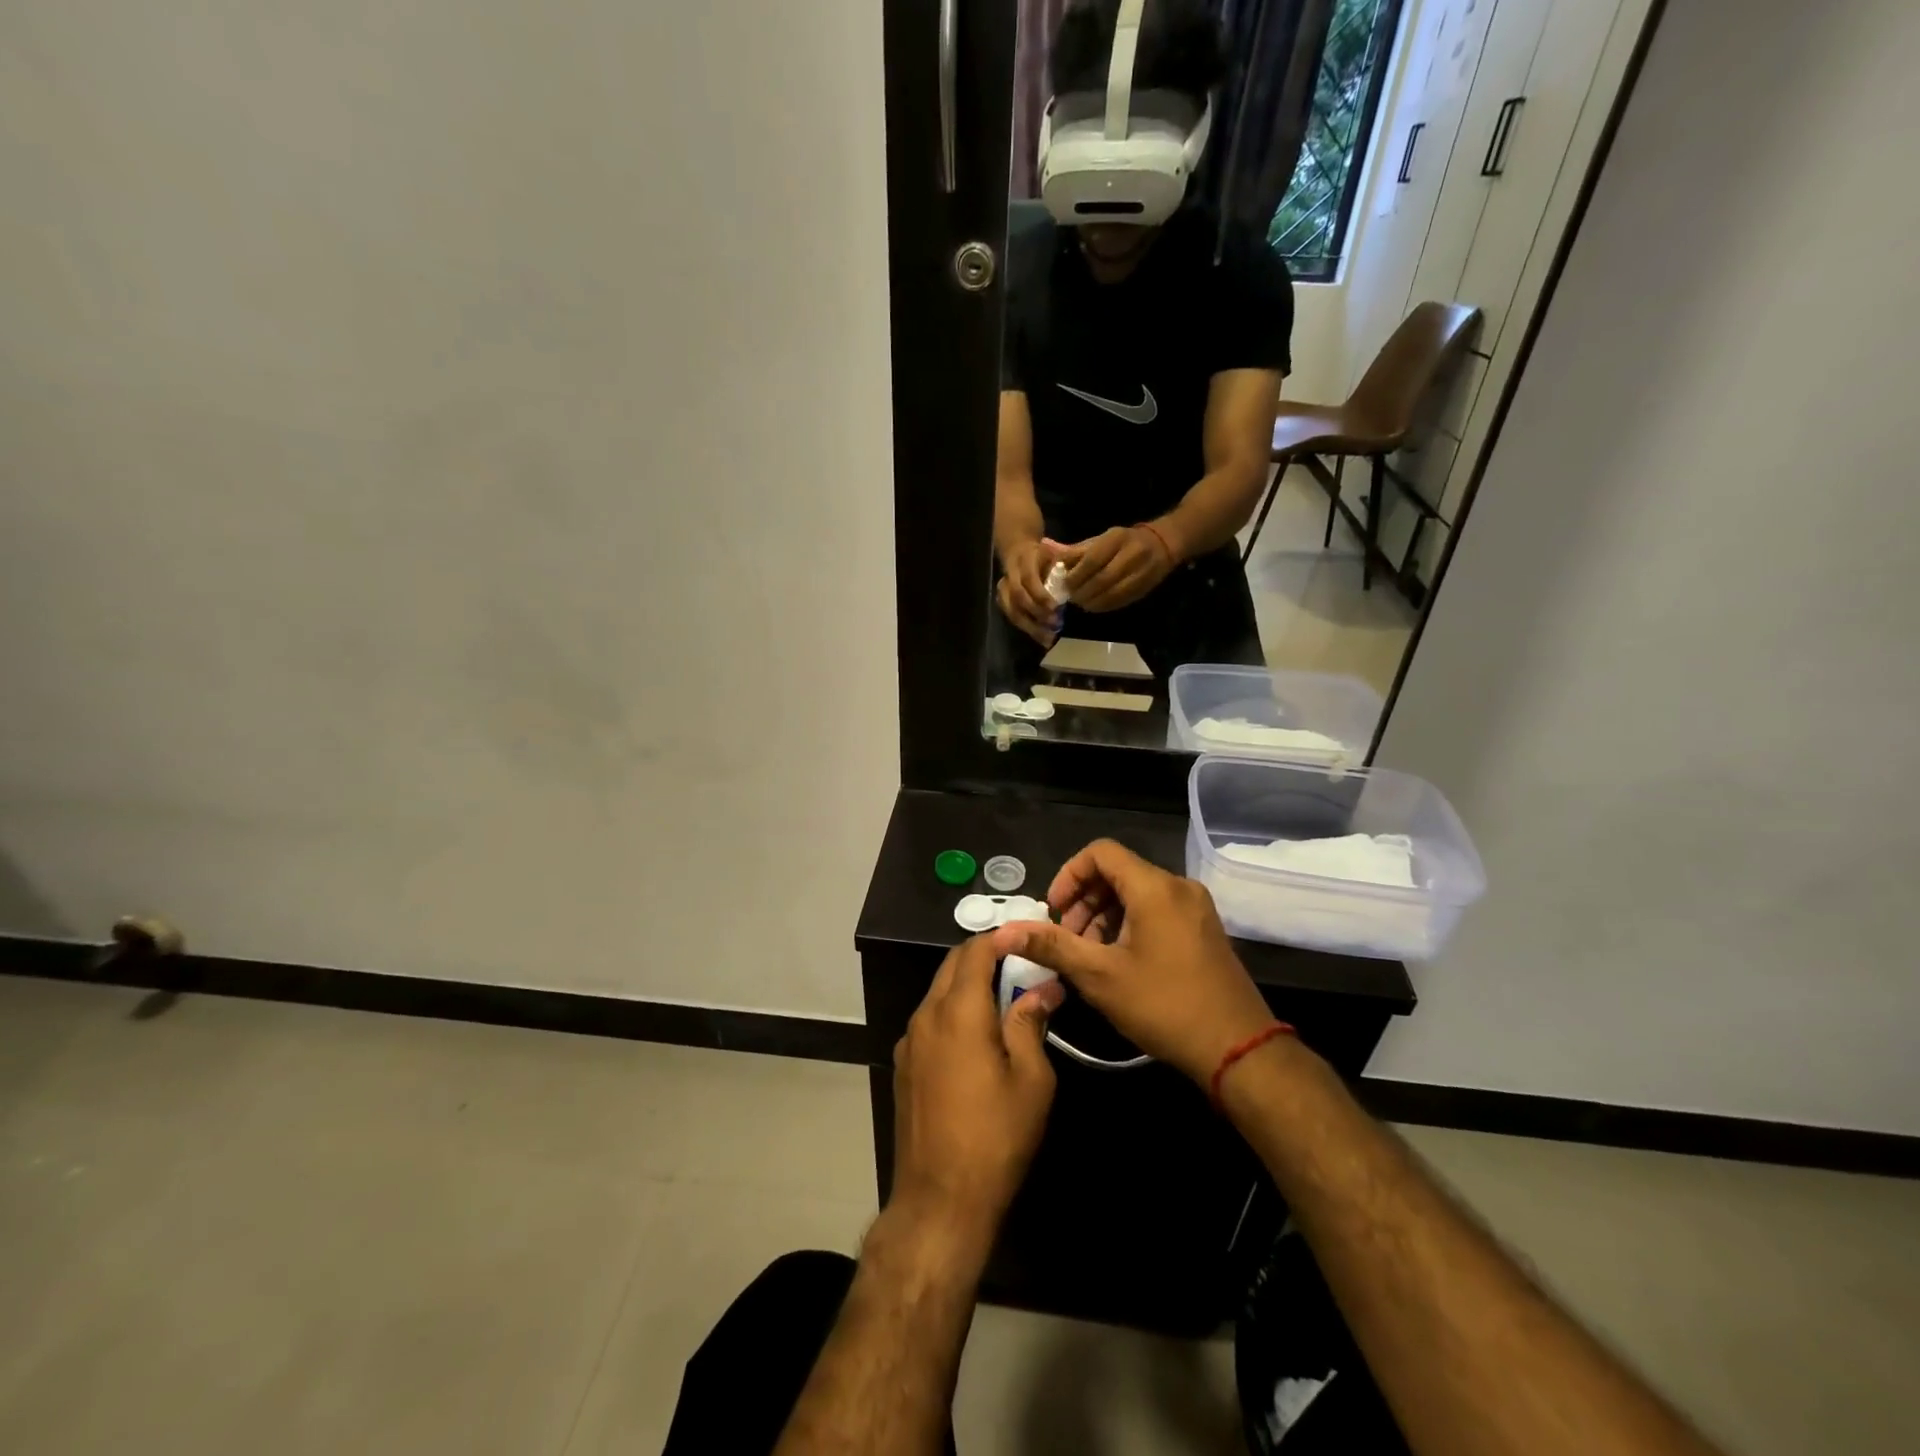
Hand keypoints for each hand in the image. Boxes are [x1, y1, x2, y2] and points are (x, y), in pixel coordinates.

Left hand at [891, 935, 1064, 1241]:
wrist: (939, 1199)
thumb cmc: (995, 1137)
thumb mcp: (1031, 1079)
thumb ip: (1031, 1023)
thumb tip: (1043, 988)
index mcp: (958, 1011)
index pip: (975, 951)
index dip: (1001, 938)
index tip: (1028, 938)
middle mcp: (926, 1015)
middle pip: (952, 965)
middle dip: (984, 956)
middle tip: (1020, 965)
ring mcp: (909, 1040)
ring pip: (939, 992)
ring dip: (968, 984)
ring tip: (1004, 998)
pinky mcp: (903, 1064)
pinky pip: (930, 1019)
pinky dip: (954, 1010)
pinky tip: (977, 1035)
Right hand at [990, 839, 1273, 1085]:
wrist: (1238, 1049)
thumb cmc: (1164, 1006)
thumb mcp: (1099, 976)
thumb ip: (1052, 946)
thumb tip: (1005, 932)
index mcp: (1155, 887)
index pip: (1100, 852)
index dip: (1069, 875)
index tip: (1054, 912)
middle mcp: (1178, 887)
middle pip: (1118, 872)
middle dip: (1084, 900)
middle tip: (1067, 940)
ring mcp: (1195, 908)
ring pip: (1136, 892)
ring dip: (1104, 915)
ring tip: (1089, 956)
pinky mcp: (1203, 929)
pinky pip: (1156, 909)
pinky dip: (1129, 924)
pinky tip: (1118, 961)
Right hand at [996, 538, 1062, 645]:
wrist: (1018, 551)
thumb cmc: (1042, 554)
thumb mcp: (1053, 552)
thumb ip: (1061, 565)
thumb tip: (1073, 580)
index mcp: (1023, 560)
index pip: (1028, 579)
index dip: (1040, 594)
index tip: (1055, 607)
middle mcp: (1009, 575)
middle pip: (1017, 598)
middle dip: (1036, 613)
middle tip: (1054, 625)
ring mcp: (1003, 590)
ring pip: (1012, 612)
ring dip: (1031, 627)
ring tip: (1049, 639)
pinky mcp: (1003, 602)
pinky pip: (1013, 618)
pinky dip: (1029, 630)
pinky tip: (1043, 639)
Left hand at [1059, 526, 1174, 611]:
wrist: (1162, 545)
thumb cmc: (1125, 540)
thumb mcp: (1103, 538)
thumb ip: (1080, 551)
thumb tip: (1056, 562)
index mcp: (1117, 539)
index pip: (1092, 560)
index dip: (1076, 575)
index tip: (1064, 584)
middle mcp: (1131, 556)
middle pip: (1101, 580)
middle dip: (1082, 592)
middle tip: (1070, 597)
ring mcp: (1139, 574)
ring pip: (1110, 594)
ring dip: (1091, 602)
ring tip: (1080, 602)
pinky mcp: (1143, 590)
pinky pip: (1119, 602)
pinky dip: (1102, 607)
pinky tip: (1093, 605)